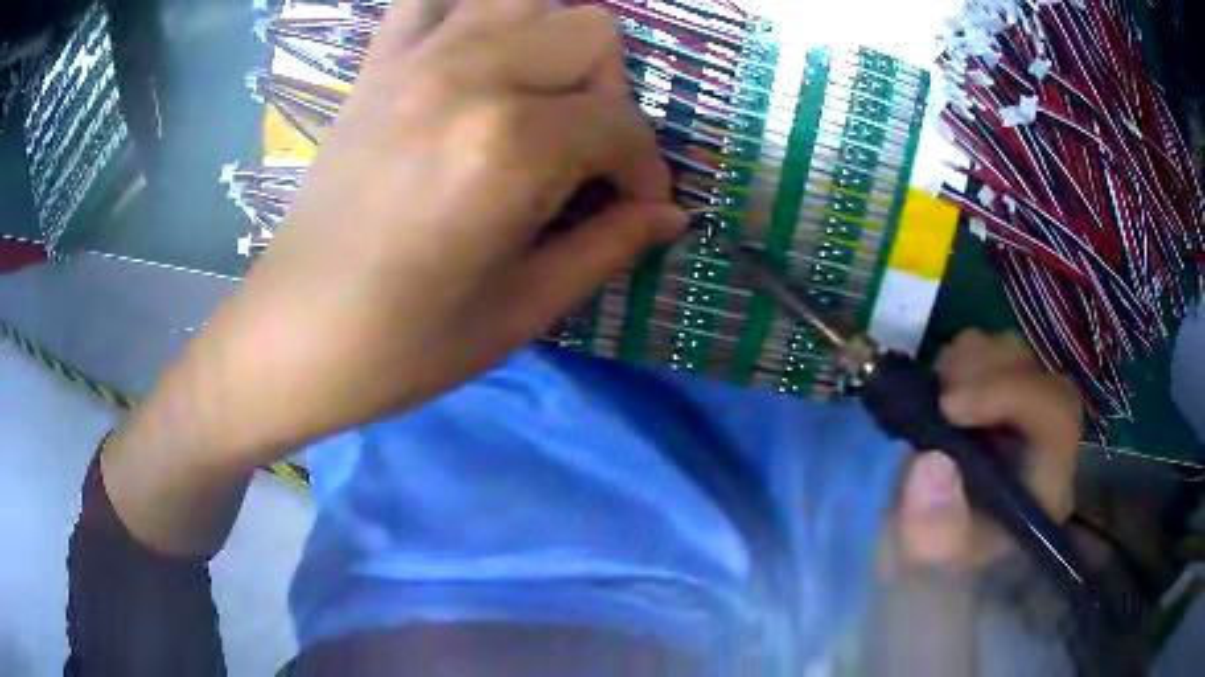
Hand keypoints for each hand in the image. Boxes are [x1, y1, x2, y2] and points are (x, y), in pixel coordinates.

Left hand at [100, 0, 682, 553]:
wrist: (293, 338)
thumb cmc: (405, 346)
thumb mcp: (523, 310)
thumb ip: (609, 247)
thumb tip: (671, 215)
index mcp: (511, 147)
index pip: (623, 124)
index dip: (646, 170)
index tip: (636, 208)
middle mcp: (470, 76)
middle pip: (591, 31)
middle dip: (610, 93)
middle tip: (586, 153)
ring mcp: (416, 60)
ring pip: (529, 0)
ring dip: (555, 44)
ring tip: (541, 102)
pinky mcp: (376, 65)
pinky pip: (434, 1)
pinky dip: (469, 13)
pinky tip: (473, 57)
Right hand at [891, 330, 1082, 571]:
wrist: (926, 555)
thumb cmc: (934, 562)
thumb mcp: (928, 561)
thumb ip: (933, 528)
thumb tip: (933, 461)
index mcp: (1047, 483)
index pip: (1055, 413)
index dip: (1010, 394)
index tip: (949, 407)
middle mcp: (1044, 441)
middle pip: (1037, 375)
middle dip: (986, 375)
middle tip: (938, 398)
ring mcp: (1021, 414)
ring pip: (1012, 355)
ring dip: (968, 365)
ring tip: (934, 399)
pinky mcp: (996, 399)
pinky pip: (986, 353)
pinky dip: (957, 362)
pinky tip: (937, 394)